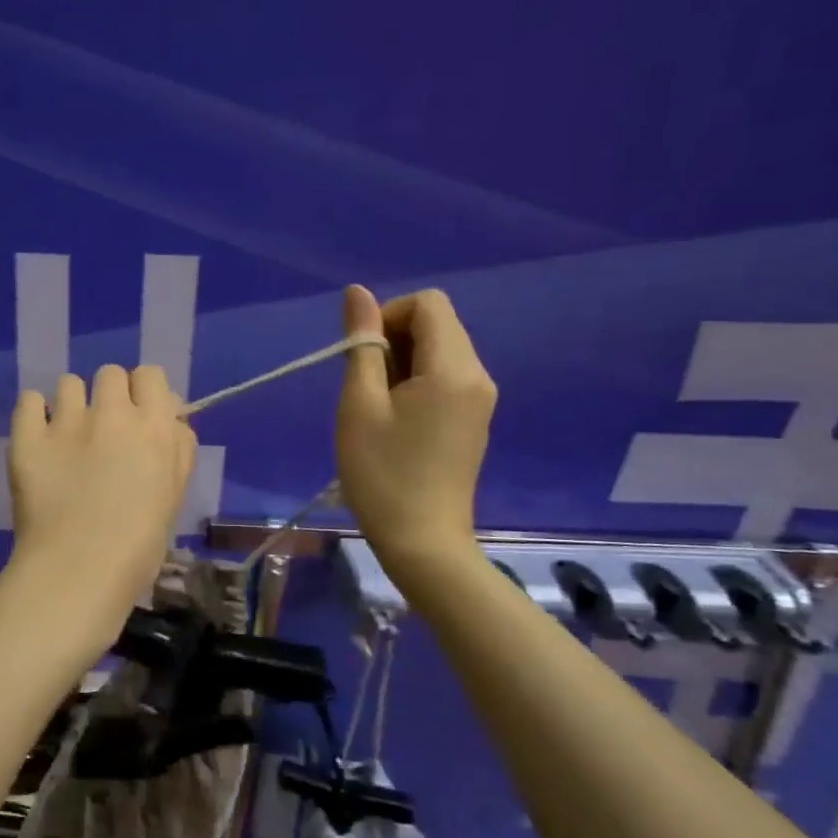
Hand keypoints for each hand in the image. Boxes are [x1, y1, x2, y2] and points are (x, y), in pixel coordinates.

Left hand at [6, 363, 197, 640]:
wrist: (78, 572)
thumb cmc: (139, 545)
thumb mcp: (174, 494)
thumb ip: (177, 449)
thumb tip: (171, 418)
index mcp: (154, 426)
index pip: (151, 375)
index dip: (145, 393)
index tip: (140, 416)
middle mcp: (112, 413)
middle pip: (111, 373)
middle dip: (110, 395)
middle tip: (105, 431)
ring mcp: (66, 422)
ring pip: (69, 383)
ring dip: (73, 404)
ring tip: (68, 437)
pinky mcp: (28, 437)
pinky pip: (30, 400)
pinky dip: (35, 414)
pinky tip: (40, 438)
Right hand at [336, 285, 495, 580]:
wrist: (423, 544)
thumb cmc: (382, 474)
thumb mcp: (359, 405)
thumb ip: (361, 344)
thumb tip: (357, 292)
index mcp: (454, 368)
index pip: (427, 303)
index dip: (387, 316)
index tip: (362, 358)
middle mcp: (478, 375)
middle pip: (436, 324)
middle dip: (394, 339)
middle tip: (365, 388)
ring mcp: (481, 400)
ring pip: (439, 351)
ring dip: (402, 363)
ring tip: (377, 409)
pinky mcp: (474, 420)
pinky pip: (446, 378)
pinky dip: (416, 383)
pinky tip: (396, 423)